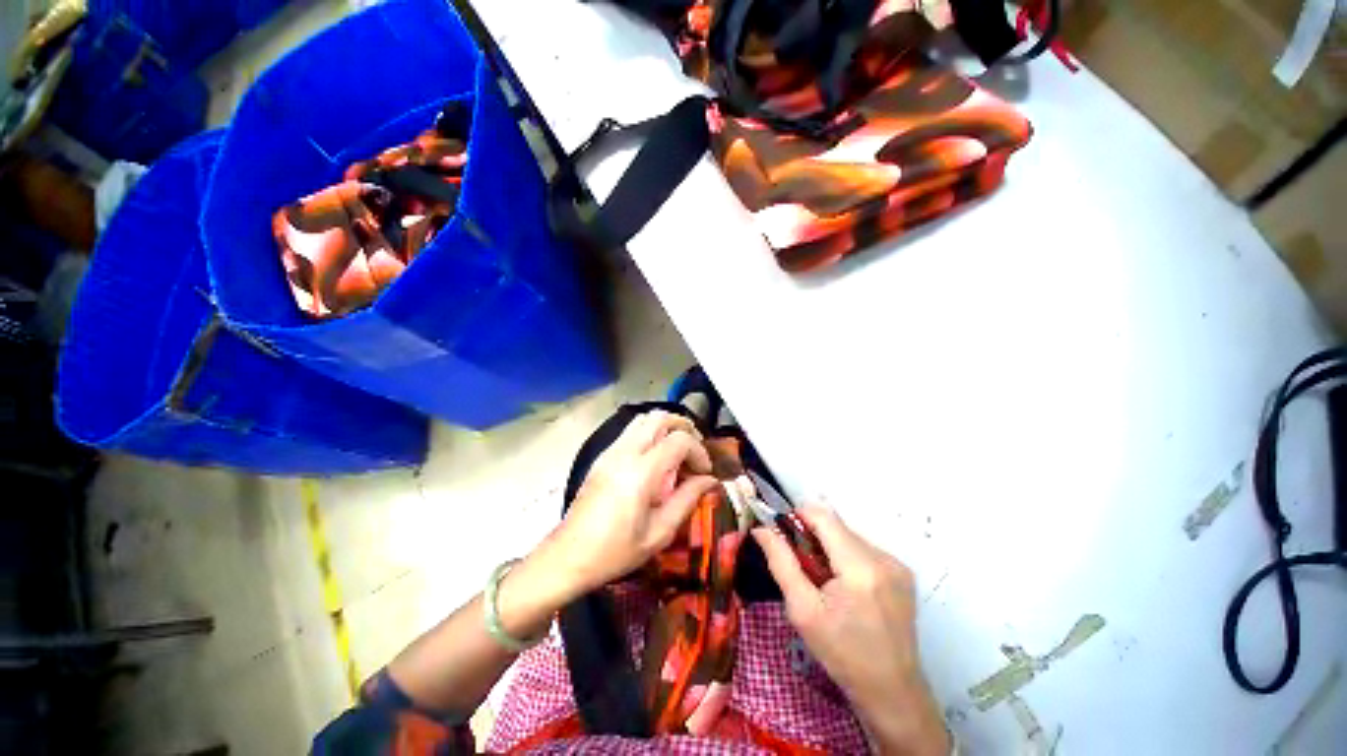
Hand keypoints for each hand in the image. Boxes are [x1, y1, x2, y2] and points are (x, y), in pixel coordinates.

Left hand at [551, 410, 717, 593]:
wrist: (568, 556)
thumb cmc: (615, 551)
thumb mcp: (659, 532)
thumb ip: (687, 500)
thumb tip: (709, 480)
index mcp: (641, 472)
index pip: (678, 439)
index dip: (698, 450)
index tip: (704, 472)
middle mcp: (625, 452)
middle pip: (659, 417)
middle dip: (683, 427)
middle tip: (694, 451)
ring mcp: (610, 451)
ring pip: (643, 419)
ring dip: (665, 427)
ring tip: (677, 452)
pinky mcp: (602, 456)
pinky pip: (630, 431)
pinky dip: (649, 434)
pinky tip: (655, 460)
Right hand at [753, 507, 949, 755]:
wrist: (893, 693)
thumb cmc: (842, 654)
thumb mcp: (802, 611)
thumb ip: (781, 562)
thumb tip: (761, 529)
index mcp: (860, 567)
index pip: (824, 516)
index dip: (799, 516)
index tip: (783, 535)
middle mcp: (884, 558)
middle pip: (837, 526)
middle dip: (813, 537)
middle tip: (801, 567)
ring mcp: (897, 565)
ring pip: (849, 536)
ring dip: (830, 548)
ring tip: (824, 582)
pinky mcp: (903, 573)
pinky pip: (864, 550)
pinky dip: (847, 558)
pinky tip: (845, 588)